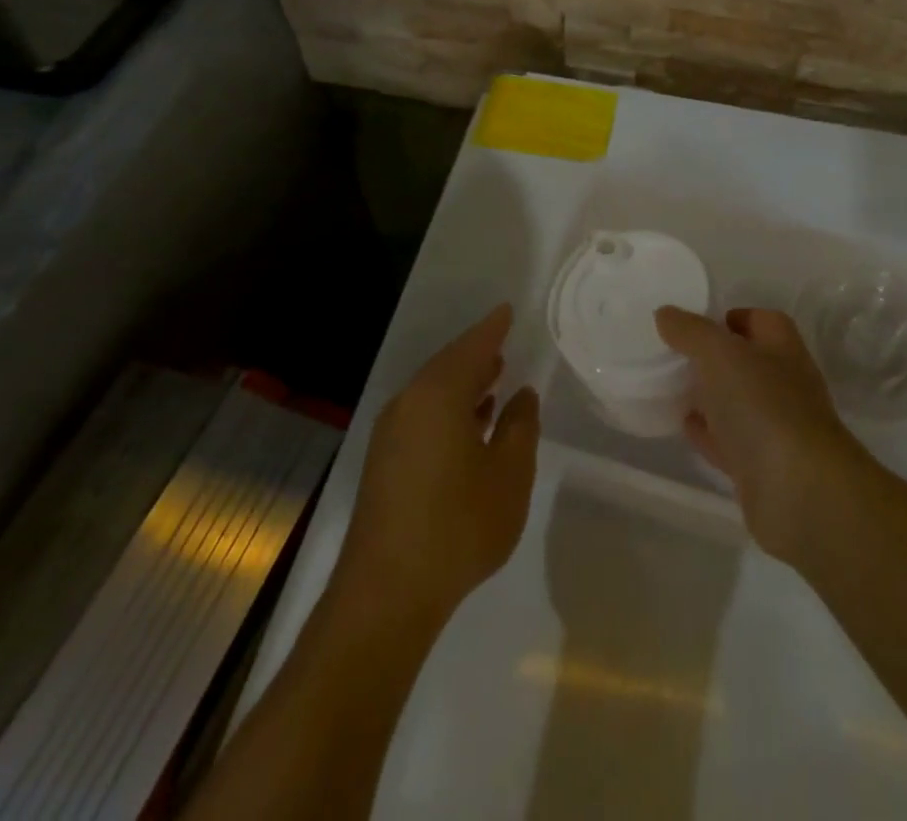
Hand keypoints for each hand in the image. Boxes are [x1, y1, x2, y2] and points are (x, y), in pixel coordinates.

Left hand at [337, 304, 540, 626]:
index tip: (508, 310)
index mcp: (439, 395)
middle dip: (478, 355)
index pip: (472, 347)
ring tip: (495, 379)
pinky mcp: (384, 463)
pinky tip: (471, 426)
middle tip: (504, 343)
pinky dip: (449, 409)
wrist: (386, 595)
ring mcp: (391, 435)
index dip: (493, 328)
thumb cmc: (458, 525)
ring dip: (464, 384)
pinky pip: (423, 416)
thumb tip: (521, 396)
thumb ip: (520, 427)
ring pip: (434, 393)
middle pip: (448, 366)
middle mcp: (409, 404)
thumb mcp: (509, 474)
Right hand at [655, 306, 869, 560]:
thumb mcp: (720, 354)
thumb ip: (691, 331)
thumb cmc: (763, 406)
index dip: (730, 318)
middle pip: (748, 362)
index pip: (760, 320)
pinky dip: (709, 432)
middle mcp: (786, 383)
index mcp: (782, 348)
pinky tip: (685, 426)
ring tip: (672, 388)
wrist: (799, 491)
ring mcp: (777, 427)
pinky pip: (731, 441)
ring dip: (711, 396)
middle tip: (674, 356)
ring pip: (738, 403)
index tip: (692, 325)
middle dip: (714, 359)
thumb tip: (666, 313)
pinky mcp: (764, 467)